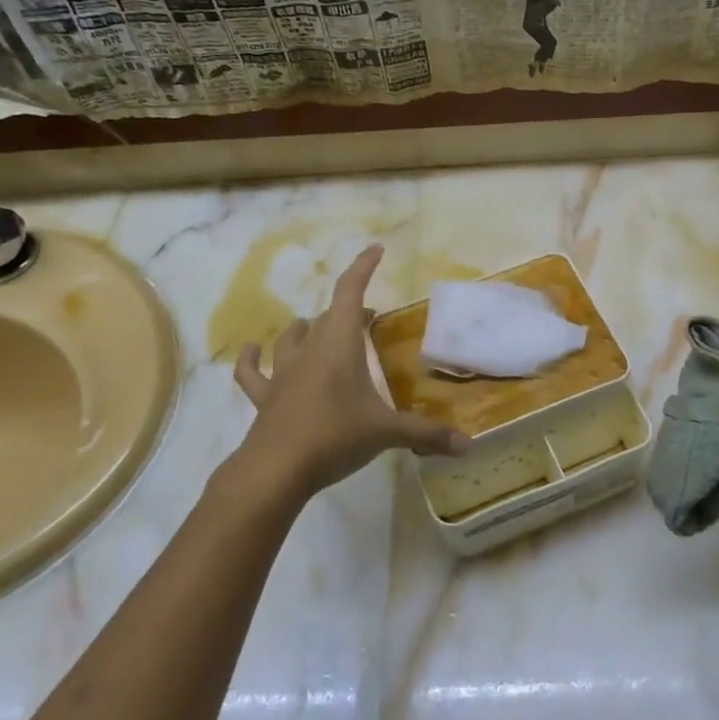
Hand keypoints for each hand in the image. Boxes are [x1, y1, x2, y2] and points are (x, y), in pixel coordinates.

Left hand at [233, 244, 469, 499]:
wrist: (276, 470)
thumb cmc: (335, 436)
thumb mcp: (387, 433)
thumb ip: (427, 435)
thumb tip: (468, 445)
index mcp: (339, 344)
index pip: (351, 292)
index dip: (363, 267)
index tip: (376, 249)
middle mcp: (309, 350)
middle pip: (328, 317)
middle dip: (349, 311)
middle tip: (369, 318)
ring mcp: (282, 372)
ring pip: (292, 337)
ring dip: (307, 328)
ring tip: (318, 327)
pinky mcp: (264, 397)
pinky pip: (252, 372)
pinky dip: (250, 359)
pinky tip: (251, 350)